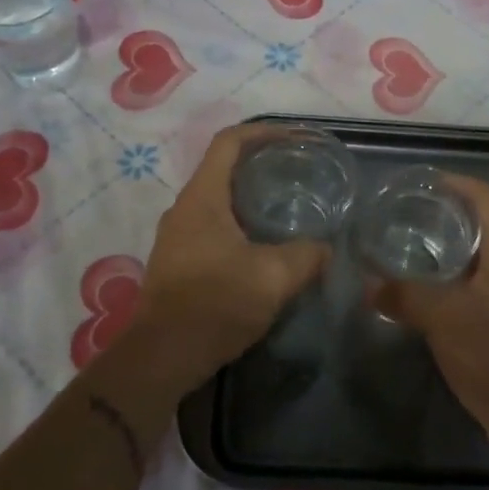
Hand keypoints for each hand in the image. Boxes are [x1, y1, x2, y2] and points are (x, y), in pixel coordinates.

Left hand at [133, 124, 330, 381]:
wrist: (162, 358)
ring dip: (250, 196)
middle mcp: (184, 208)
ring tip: (287, 206)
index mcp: (202, 197)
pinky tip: (265, 246)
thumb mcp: (273, 277)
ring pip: (218, 200)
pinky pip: (212, 226)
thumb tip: (326, 249)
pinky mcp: (178, 262)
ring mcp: (177, 236)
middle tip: (298, 172)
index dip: (263, 131)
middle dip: (261, 163)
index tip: (295, 138)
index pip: (229, 142)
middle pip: (223, 168)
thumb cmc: (215, 304)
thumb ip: (306, 256)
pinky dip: (240, 223)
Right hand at [372, 174, 488, 469]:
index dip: (457, 182)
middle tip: (405, 214)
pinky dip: (445, 279)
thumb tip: (368, 284)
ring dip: (443, 249)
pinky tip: (419, 291)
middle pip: (479, 224)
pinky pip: (470, 285)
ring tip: (405, 247)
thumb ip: (404, 295)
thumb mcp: (443, 318)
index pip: (485, 198)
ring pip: (473, 257)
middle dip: (445, 214)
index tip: (423, 182)